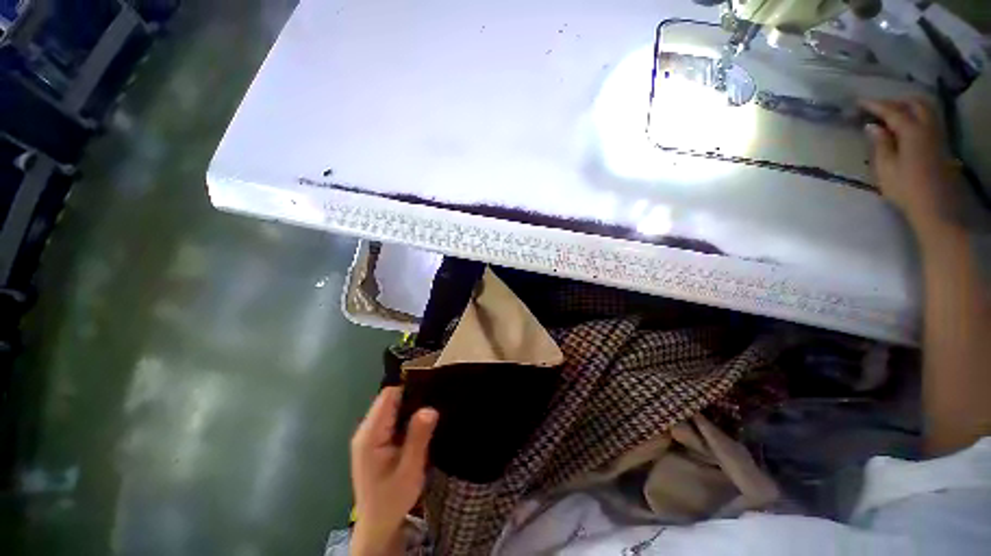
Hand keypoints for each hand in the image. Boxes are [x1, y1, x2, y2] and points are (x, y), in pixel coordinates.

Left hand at [350, 387, 437, 555]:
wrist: (377, 524)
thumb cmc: (393, 499)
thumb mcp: (410, 469)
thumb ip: (418, 437)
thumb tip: (430, 408)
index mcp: (371, 435)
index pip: (388, 396)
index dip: (409, 388)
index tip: (431, 388)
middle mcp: (366, 430)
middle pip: (389, 399)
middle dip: (412, 397)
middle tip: (436, 400)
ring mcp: (369, 436)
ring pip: (391, 408)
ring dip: (410, 407)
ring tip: (432, 410)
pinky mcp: (374, 441)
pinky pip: (392, 419)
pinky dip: (406, 417)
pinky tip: (421, 423)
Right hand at [860, 98, 962, 235]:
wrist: (935, 206)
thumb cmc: (906, 189)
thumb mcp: (886, 169)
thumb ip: (880, 144)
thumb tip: (872, 126)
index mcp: (912, 132)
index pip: (892, 111)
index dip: (875, 105)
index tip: (859, 102)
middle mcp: (927, 127)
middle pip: (914, 103)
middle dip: (895, 101)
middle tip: (878, 107)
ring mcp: (936, 134)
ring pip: (925, 108)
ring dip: (908, 105)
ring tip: (893, 112)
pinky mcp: (940, 142)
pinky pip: (929, 117)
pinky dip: (917, 113)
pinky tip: (908, 121)